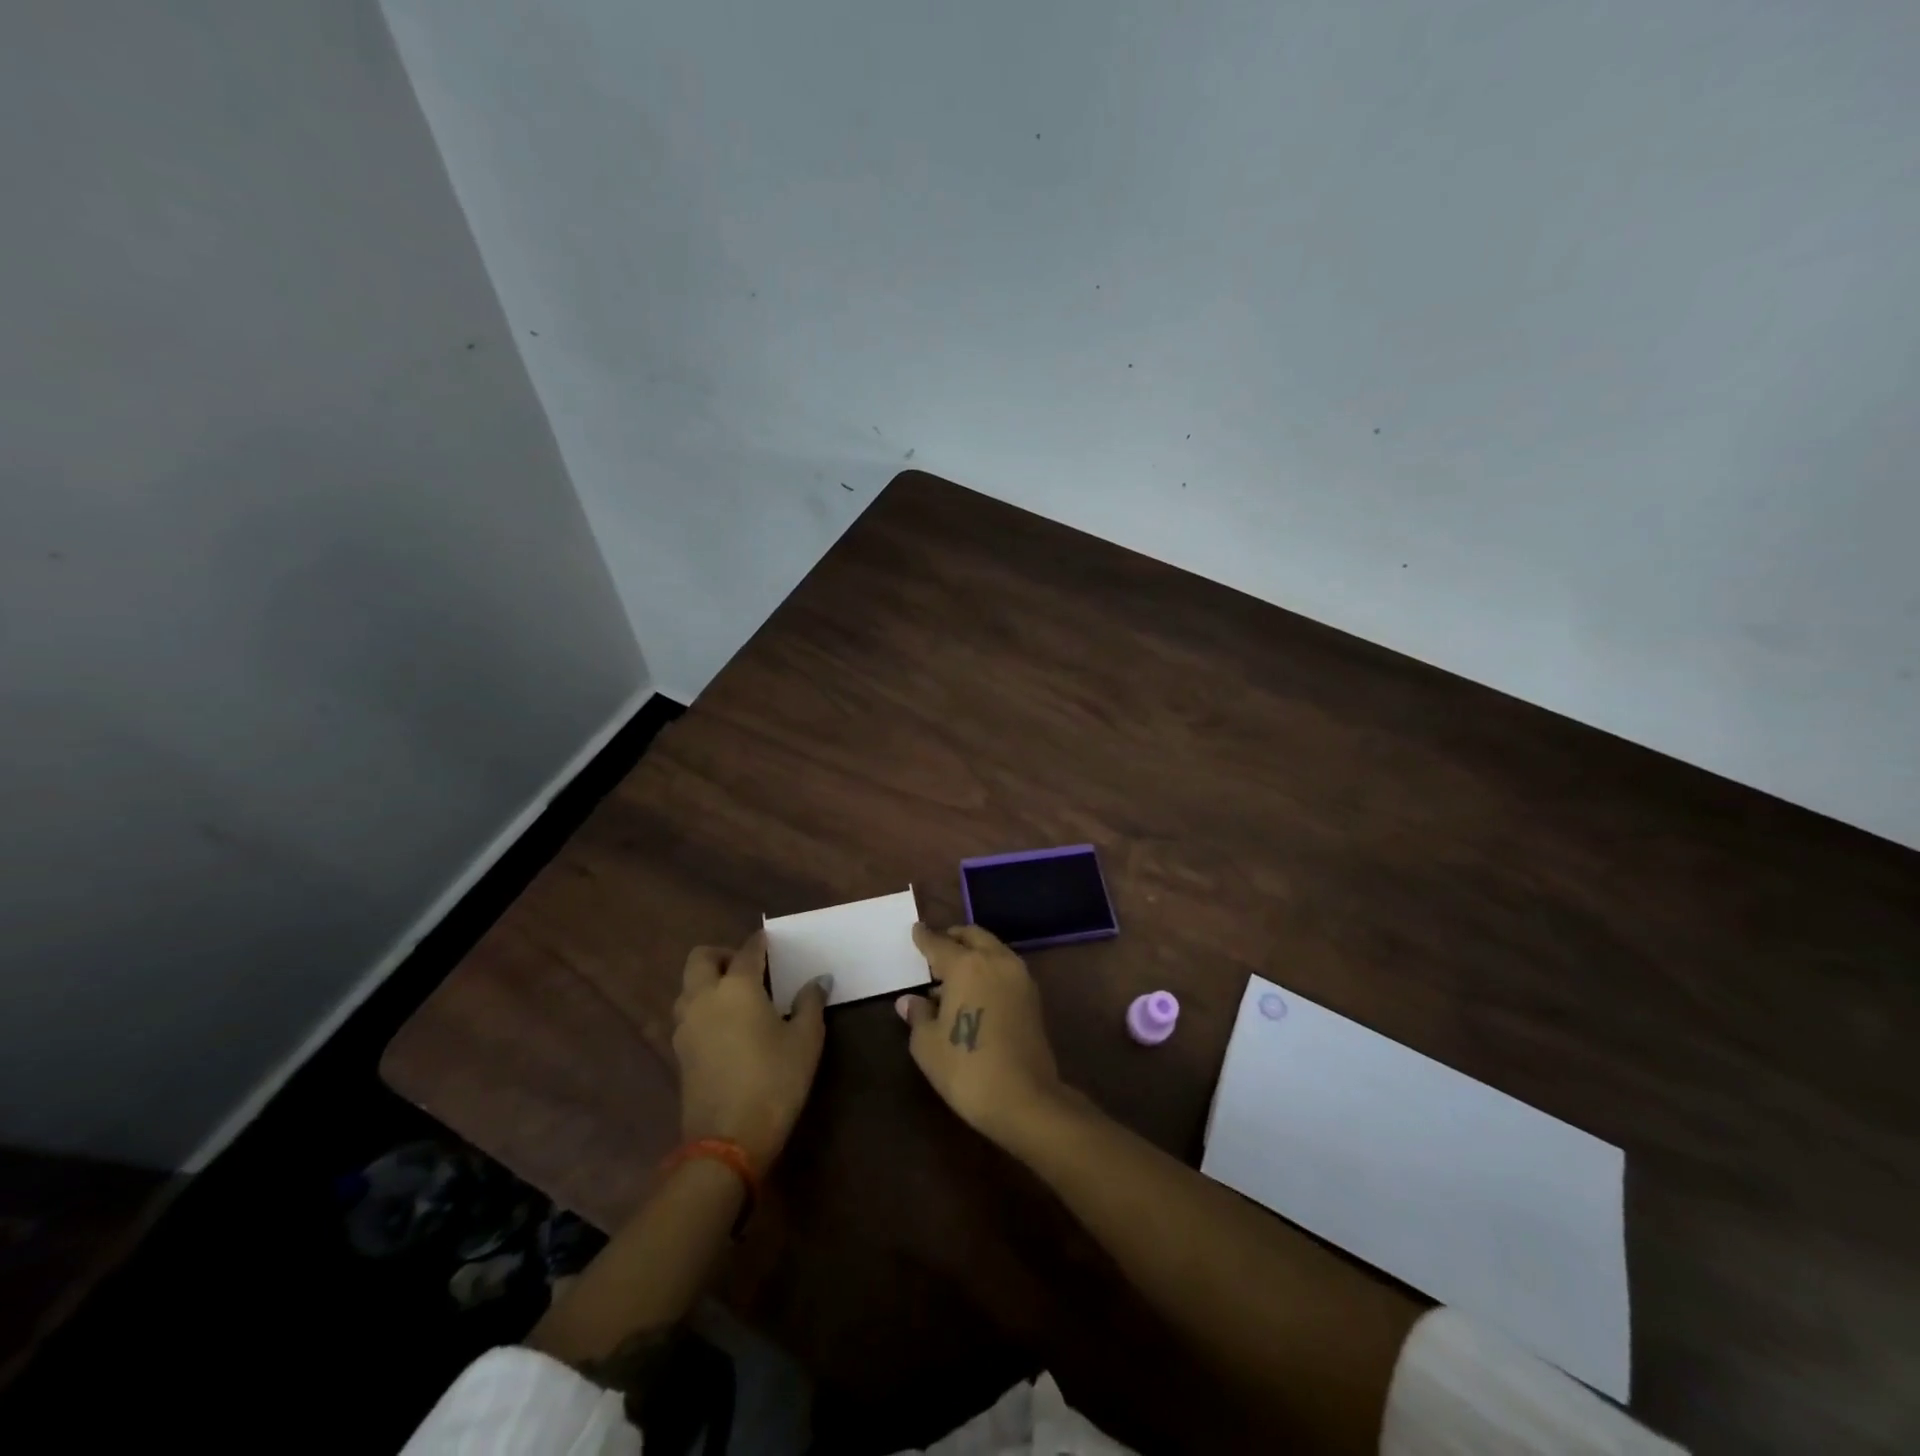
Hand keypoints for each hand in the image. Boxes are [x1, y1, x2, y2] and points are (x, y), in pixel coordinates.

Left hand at [671, 931, 827, 1171]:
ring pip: (688, 987)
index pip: (748, 951)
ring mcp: (686, 1026)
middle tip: (749, 968)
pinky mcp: (679, 1052)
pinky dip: (703, 1008)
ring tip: (737, 997)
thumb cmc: (774, 1081)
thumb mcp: (805, 1040)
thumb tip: (818, 980)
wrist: (728, 1141)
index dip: (761, 942)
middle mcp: (705, 998)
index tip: (772, 941)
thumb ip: (810, 1003)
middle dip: (723, 955)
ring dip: (707, 981)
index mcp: (737, 987)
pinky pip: (687, 1014)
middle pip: (701, 958)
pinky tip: (727, 1026)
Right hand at [897, 923, 1063, 1144]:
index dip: (924, 937)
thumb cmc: (966, 1069)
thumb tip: (910, 1000)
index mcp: (966, 965)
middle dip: (953, 938)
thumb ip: (918, 1015)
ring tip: (952, 975)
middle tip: (936, 949)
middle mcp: (996, 960)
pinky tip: (974, 991)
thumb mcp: (928, 1044)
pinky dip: (988, 968)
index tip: (916, 929)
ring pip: (992, 949)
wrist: (1025, 1099)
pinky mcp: (1032, 996)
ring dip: (973, 953)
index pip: (939, 942)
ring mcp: (1019, 976)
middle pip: (972, 936)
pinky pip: (1004, 968)